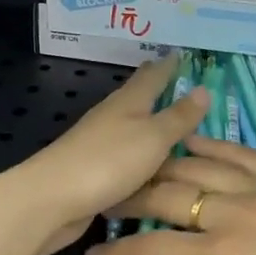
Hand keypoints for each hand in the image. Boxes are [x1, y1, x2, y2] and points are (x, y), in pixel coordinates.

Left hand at [9, 59, 208, 254]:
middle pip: (137, 96)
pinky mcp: (92, 170)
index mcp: (129, 101)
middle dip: (157, 88)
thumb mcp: (154, 137)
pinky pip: (123, 155)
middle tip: (179, 83)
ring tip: (170, 123)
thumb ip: (179, 116)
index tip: (181, 54)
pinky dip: (138, 152)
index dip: (168, 65)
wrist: (51, 200)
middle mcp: (112, 116)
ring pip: (129, 125)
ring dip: (148, 121)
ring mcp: (99, 143)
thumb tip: (204, 88)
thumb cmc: (108, 161)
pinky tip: (147, 164)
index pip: (153, 75)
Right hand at [85, 135, 255, 254]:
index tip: (94, 253)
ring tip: (142, 169)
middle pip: (169, 194)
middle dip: (132, 199)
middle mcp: (233, 210)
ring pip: (200, 164)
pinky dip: (213, 145)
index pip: (152, 247)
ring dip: (165, 165)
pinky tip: (195, 141)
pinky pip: (242, 152)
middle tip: (108, 203)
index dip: (118, 252)